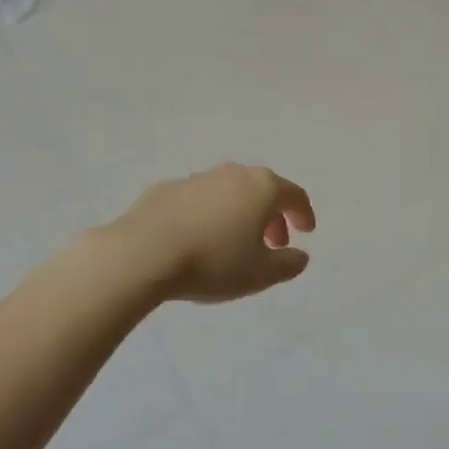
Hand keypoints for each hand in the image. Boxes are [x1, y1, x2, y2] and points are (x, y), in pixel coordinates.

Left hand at [119, 164, 316, 303]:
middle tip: (273, 243)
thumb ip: (288, 264)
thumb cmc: (213, 262)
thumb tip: (300, 256)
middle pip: (262, 190)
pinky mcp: (165, 189)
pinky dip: (206, 215)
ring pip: (228, 192)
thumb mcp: (261, 274)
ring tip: (233, 242)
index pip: (294, 195)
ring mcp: (196, 179)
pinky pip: (197, 201)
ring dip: (238, 213)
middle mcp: (232, 174)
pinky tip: (197, 239)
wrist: (142, 254)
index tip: (306, 232)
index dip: (304, 214)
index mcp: (262, 188)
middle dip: (272, 215)